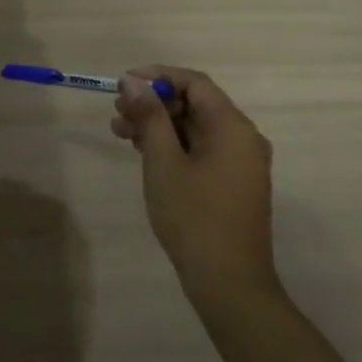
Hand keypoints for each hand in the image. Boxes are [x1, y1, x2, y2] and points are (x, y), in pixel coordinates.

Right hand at [112, 66, 278, 307]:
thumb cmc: (194, 218)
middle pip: (195, 104)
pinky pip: (202, 149)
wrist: (229, 284)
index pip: (194, 83)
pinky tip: (144, 153)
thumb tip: (133, 82)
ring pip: (196, 128)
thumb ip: (149, 117)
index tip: (124, 84)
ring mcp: (241, 162)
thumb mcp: (163, 162)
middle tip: (118, 112)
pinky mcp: (234, 183)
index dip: (157, 77)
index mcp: (233, 127)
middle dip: (154, 103)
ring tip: (121, 133)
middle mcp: (243, 138)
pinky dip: (173, 145)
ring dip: (159, 125)